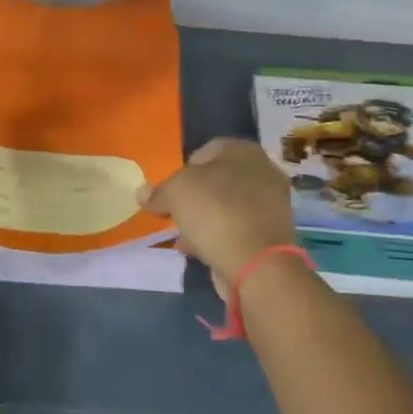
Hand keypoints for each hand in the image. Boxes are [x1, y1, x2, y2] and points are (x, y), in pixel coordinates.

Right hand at [139, 138, 296, 298]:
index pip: (206, 150)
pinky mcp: (270, 235)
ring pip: (226, 206)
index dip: (183, 169)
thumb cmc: (215, 212)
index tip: (169, 190)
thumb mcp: (175, 193)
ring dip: (203, 218)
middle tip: (174, 212)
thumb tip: (142, 192)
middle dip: (193, 196)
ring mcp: (270, 206)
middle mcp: (263, 172)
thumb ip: (158, 191)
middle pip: (217, 180)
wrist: (256, 263)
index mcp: (244, 151)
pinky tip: (198, 250)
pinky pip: (235, 230)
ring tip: (183, 235)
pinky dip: (217, 237)